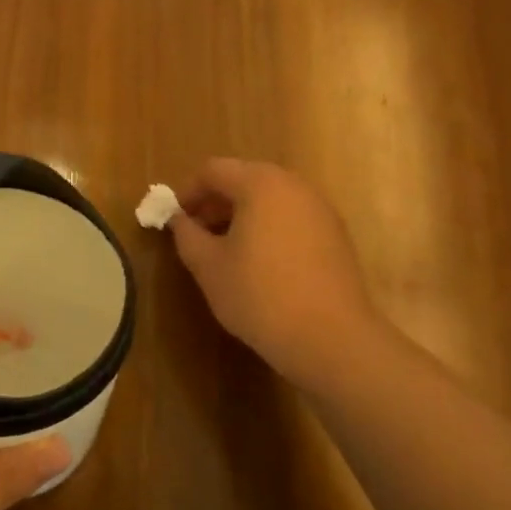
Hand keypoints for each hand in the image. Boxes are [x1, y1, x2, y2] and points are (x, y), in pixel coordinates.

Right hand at [168, 158, 383, 385]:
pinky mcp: (335, 235)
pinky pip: (291, 217)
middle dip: (215, 202)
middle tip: (197, 233)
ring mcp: (320, 210)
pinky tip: (259, 264)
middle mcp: (294, 186)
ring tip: (225, 250)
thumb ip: (186, 233)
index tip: (175, 221)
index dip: (187, 192)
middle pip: (244, 179)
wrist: (331, 338)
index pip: (213, 170)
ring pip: (270, 198)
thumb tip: (178, 219)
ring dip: (241, 214)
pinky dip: (268, 228)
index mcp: (260, 184)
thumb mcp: (207, 265)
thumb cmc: (259, 294)